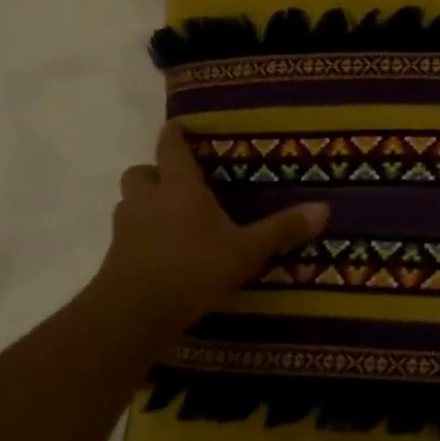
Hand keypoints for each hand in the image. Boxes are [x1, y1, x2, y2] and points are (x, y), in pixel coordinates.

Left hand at [88, 122, 328, 336]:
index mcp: (179, 188)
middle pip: (140, 172)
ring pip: (129, 203)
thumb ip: (282, 229)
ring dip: (145, 204)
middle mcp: (147, 200)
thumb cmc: (193, 270)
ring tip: (172, 219)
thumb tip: (324, 208)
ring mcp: (126, 229)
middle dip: (155, 173)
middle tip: (179, 184)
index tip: (179, 126)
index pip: (171, 148)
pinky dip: (142, 236)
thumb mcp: (247, 251)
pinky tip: (163, 253)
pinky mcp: (115, 257)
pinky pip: (127, 234)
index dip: (175, 134)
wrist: (133, 314)